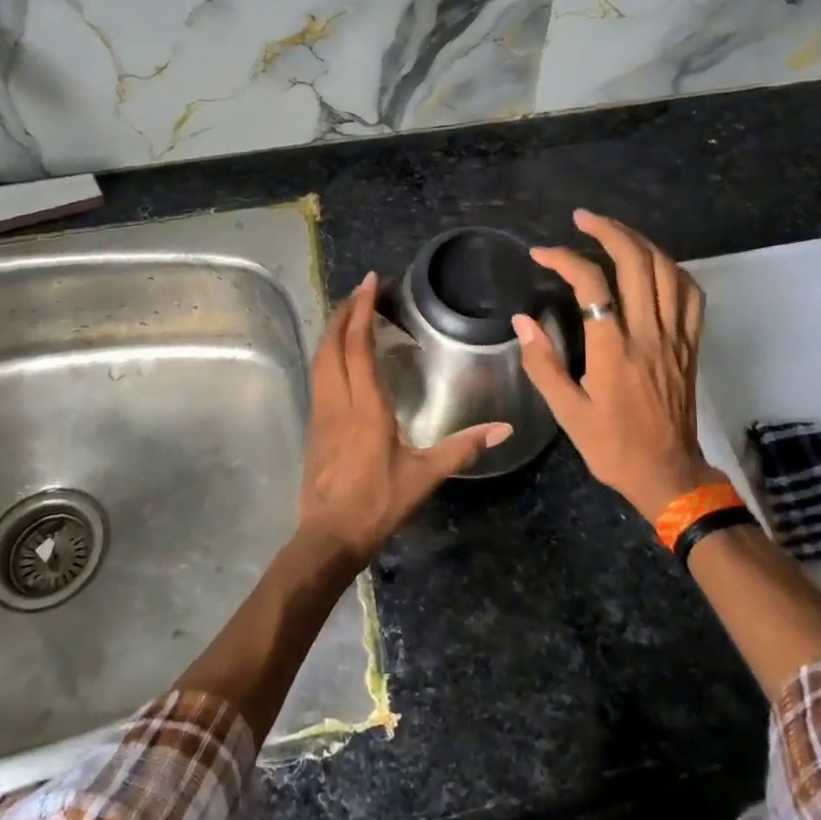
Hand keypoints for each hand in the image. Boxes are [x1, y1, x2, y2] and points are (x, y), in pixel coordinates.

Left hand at [298, 272, 513, 567]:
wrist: (329, 537)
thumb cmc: (378, 504)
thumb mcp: (425, 476)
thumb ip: (464, 448)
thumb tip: (505, 429)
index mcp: (365, 408)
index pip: (358, 347)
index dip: (361, 310)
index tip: (370, 282)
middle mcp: (338, 402)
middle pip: (332, 345)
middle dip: (344, 311)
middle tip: (361, 288)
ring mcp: (321, 413)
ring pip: (320, 359)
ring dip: (332, 330)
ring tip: (349, 311)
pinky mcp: (314, 426)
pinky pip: (319, 376)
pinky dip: (328, 353)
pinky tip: (340, 355)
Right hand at [512, 210, 725, 522]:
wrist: (666, 473)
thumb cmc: (611, 446)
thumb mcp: (568, 413)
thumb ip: (543, 363)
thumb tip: (521, 321)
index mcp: (614, 351)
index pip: (592, 285)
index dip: (565, 259)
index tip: (541, 253)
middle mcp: (649, 334)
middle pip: (637, 263)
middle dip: (608, 231)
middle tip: (582, 219)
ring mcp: (676, 337)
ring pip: (667, 270)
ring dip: (640, 242)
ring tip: (614, 231)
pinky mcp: (691, 345)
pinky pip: (691, 294)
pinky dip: (672, 268)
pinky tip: (654, 263)